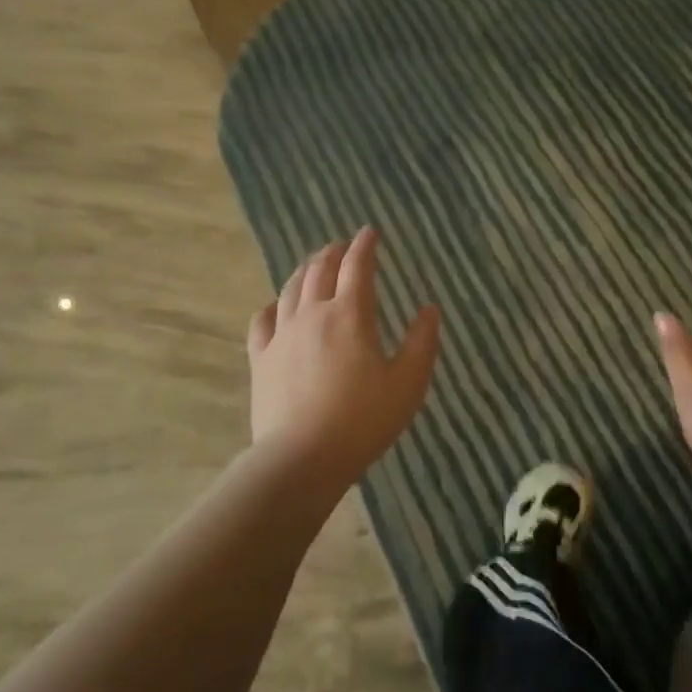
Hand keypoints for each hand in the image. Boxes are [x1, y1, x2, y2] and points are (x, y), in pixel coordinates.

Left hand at [247, 227, 440, 489]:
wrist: (302, 458)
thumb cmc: (363, 420)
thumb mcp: (409, 383)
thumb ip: (422, 342)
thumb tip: (429, 309)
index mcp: (350, 315)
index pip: (357, 267)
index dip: (365, 246)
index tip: (370, 232)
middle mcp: (313, 314)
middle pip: (320, 269)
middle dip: (334, 252)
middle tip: (343, 245)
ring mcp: (282, 335)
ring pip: (291, 289)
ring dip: (305, 270)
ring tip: (314, 264)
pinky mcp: (261, 359)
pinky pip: (262, 321)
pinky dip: (272, 305)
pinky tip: (276, 306)